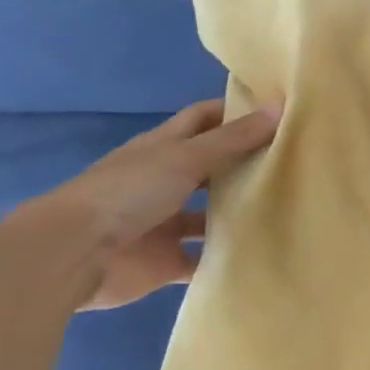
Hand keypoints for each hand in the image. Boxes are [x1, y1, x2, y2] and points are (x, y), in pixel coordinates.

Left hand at [34, 100, 279, 310]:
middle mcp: (165, 181)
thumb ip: (234, 139)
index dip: (235, 112)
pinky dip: (223, 259)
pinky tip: (260, 253)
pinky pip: (201, 260)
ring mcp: (164, 223)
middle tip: (294, 162)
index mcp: (164, 148)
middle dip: (244, 164)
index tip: (276, 111)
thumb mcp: (186, 157)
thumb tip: (281, 108)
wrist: (74, 255)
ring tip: (287, 209)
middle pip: (210, 167)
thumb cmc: (129, 191)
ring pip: (208, 215)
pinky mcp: (164, 262)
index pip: (204, 119)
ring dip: (237, 213)